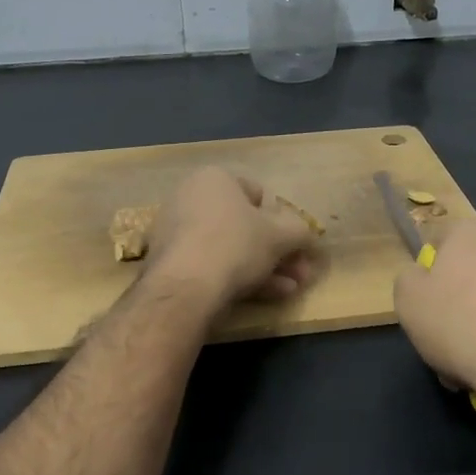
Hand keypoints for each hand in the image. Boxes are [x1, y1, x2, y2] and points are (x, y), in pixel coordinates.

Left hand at [145, 167, 318, 308]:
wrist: (185, 287)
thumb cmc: (236, 245)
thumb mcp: (281, 236)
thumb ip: (299, 231)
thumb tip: (306, 233)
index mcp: (214, 178)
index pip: (257, 193)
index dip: (281, 219)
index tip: (294, 243)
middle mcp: (190, 197)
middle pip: (244, 225)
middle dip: (277, 251)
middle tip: (300, 272)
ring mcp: (176, 231)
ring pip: (231, 248)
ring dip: (265, 268)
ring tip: (290, 289)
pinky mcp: (170, 262)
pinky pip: (211, 264)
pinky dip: (238, 276)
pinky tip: (266, 296)